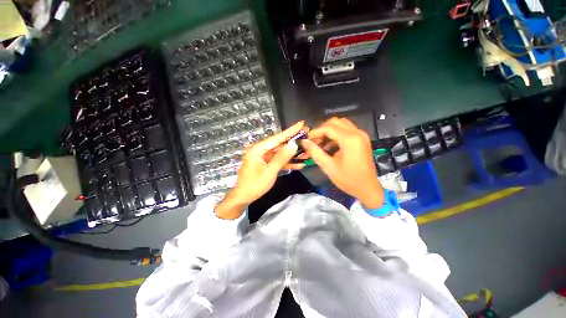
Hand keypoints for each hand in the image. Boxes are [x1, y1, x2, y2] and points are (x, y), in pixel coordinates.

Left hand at [215, 121, 306, 218]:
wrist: (243, 198)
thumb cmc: (254, 185)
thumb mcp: (270, 171)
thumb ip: (282, 157)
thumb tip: (293, 144)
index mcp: (258, 149)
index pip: (277, 138)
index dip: (290, 131)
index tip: (301, 124)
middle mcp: (260, 150)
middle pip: (279, 144)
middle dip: (294, 142)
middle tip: (307, 137)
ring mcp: (263, 157)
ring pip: (280, 153)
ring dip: (292, 154)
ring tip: (306, 151)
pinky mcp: (266, 164)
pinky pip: (278, 161)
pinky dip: (287, 162)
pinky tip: (299, 164)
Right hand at [301, 118, 383, 208]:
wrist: (368, 189)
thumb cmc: (348, 180)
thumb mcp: (328, 166)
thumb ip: (315, 152)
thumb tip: (304, 141)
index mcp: (350, 140)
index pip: (328, 128)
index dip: (315, 132)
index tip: (307, 140)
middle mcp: (357, 133)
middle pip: (335, 122)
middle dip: (322, 129)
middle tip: (314, 141)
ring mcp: (361, 135)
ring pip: (341, 124)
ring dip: (329, 131)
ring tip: (320, 143)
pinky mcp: (362, 139)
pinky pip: (347, 130)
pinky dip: (336, 134)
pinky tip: (330, 146)